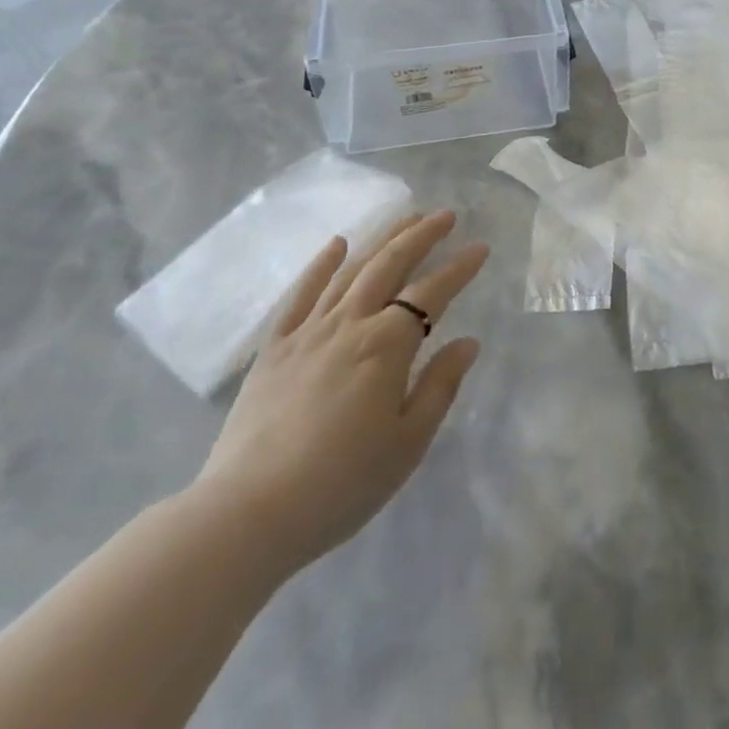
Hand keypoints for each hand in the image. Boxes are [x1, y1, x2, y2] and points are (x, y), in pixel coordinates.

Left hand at [192, 211, 485, 576]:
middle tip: (446, 215)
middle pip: (390, 265)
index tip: (481, 247)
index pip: (432, 293)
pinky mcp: (274, 348)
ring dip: (382, 239)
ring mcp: (308, 332)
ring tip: (406, 217)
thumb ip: (440, 386)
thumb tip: (468, 342)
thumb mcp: (408, 443)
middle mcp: (349, 324)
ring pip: (351, 270)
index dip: (459, 268)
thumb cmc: (341, 484)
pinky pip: (300, 294)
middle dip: (422, 235)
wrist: (247, 514)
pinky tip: (336, 244)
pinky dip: (320, 264)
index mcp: (387, 346)